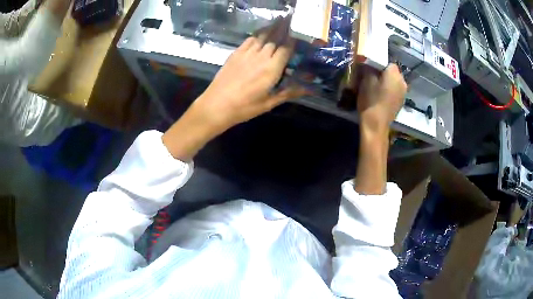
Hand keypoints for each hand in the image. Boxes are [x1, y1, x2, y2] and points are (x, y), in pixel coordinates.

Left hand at [188, 17, 305, 132]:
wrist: (216, 105)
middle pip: (275, 38)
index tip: (299, 31)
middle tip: (291, 17)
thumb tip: (309, 90)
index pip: (286, 48)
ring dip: (272, 27)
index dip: (293, 39)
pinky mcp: (236, 53)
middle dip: (284, 27)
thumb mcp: (269, 103)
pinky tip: (261, 31)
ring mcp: (247, 53)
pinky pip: (249, 39)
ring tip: (279, 19)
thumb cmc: (244, 107)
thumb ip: (288, 93)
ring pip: (263, 36)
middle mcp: (261, 57)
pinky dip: (257, 33)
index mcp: (272, 69)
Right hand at [353, 64, 406, 194]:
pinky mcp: (401, 102)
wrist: (376, 125)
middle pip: (393, 72)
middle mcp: (402, 81)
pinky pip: (396, 91)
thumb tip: (369, 62)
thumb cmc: (370, 100)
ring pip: (395, 82)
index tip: (371, 69)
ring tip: (377, 88)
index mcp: (394, 74)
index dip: (380, 64)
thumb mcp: (366, 80)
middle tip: (373, 78)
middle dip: (385, 73)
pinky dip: (391, 91)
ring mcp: (404, 93)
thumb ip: (369, 68)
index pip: (388, 62)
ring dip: (388, 82)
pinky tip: (382, 97)